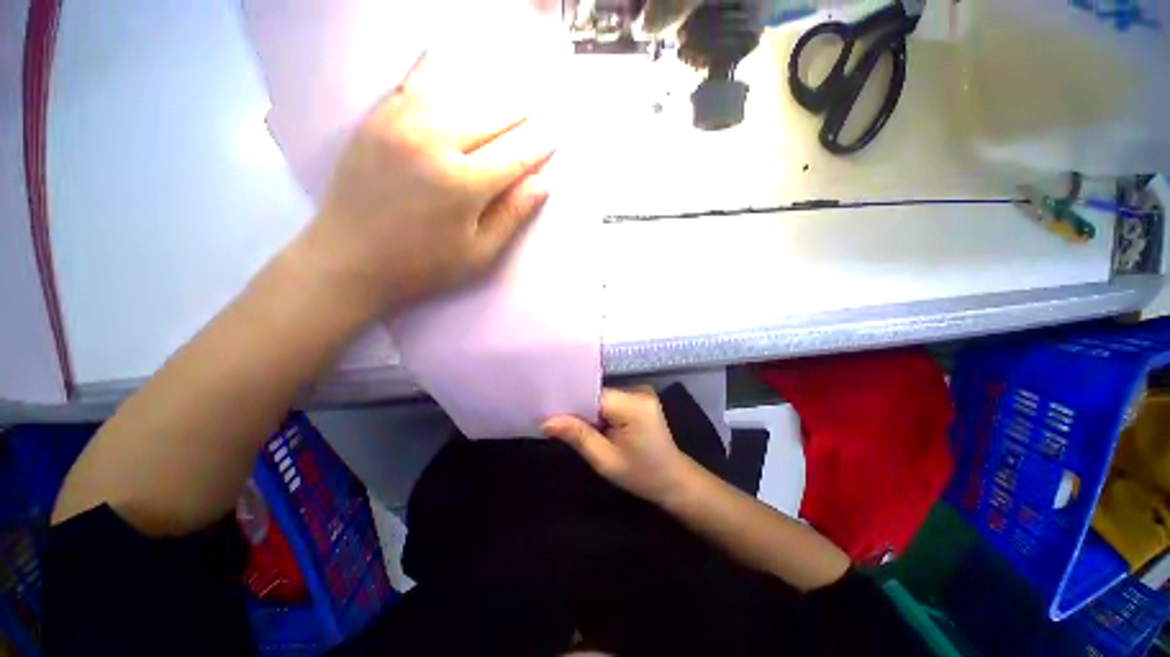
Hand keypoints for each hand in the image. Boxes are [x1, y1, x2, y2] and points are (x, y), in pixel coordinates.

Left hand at [299, 52, 555, 315]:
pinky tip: (443, 56)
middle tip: (537, 106)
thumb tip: (542, 184)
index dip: (539, 145)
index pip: (515, 155)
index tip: (555, 135)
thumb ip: (511, 216)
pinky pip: (410, 83)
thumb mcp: (477, 254)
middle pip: (490, 118)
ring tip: (505, 83)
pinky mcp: (375, 120)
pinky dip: (432, 68)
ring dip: (485, 89)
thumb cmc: (422, 266)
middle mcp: (435, 143)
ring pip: (455, 93)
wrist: (347, 260)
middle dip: (518, 113)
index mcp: (464, 185)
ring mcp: (400, 125)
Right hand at [543, 387, 696, 505]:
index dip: (571, 402)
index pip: (593, 394)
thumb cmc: (642, 475)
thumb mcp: (606, 461)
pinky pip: (611, 399)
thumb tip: (546, 421)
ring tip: (568, 421)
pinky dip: (599, 410)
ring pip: (602, 396)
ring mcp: (641, 392)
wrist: (674, 479)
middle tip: (553, 418)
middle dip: (577, 406)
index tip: (548, 410)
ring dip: (588, 409)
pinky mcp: (640, 398)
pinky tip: (590, 422)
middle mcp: (638, 391)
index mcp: (633, 405)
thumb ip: (578, 436)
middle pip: (597, 393)